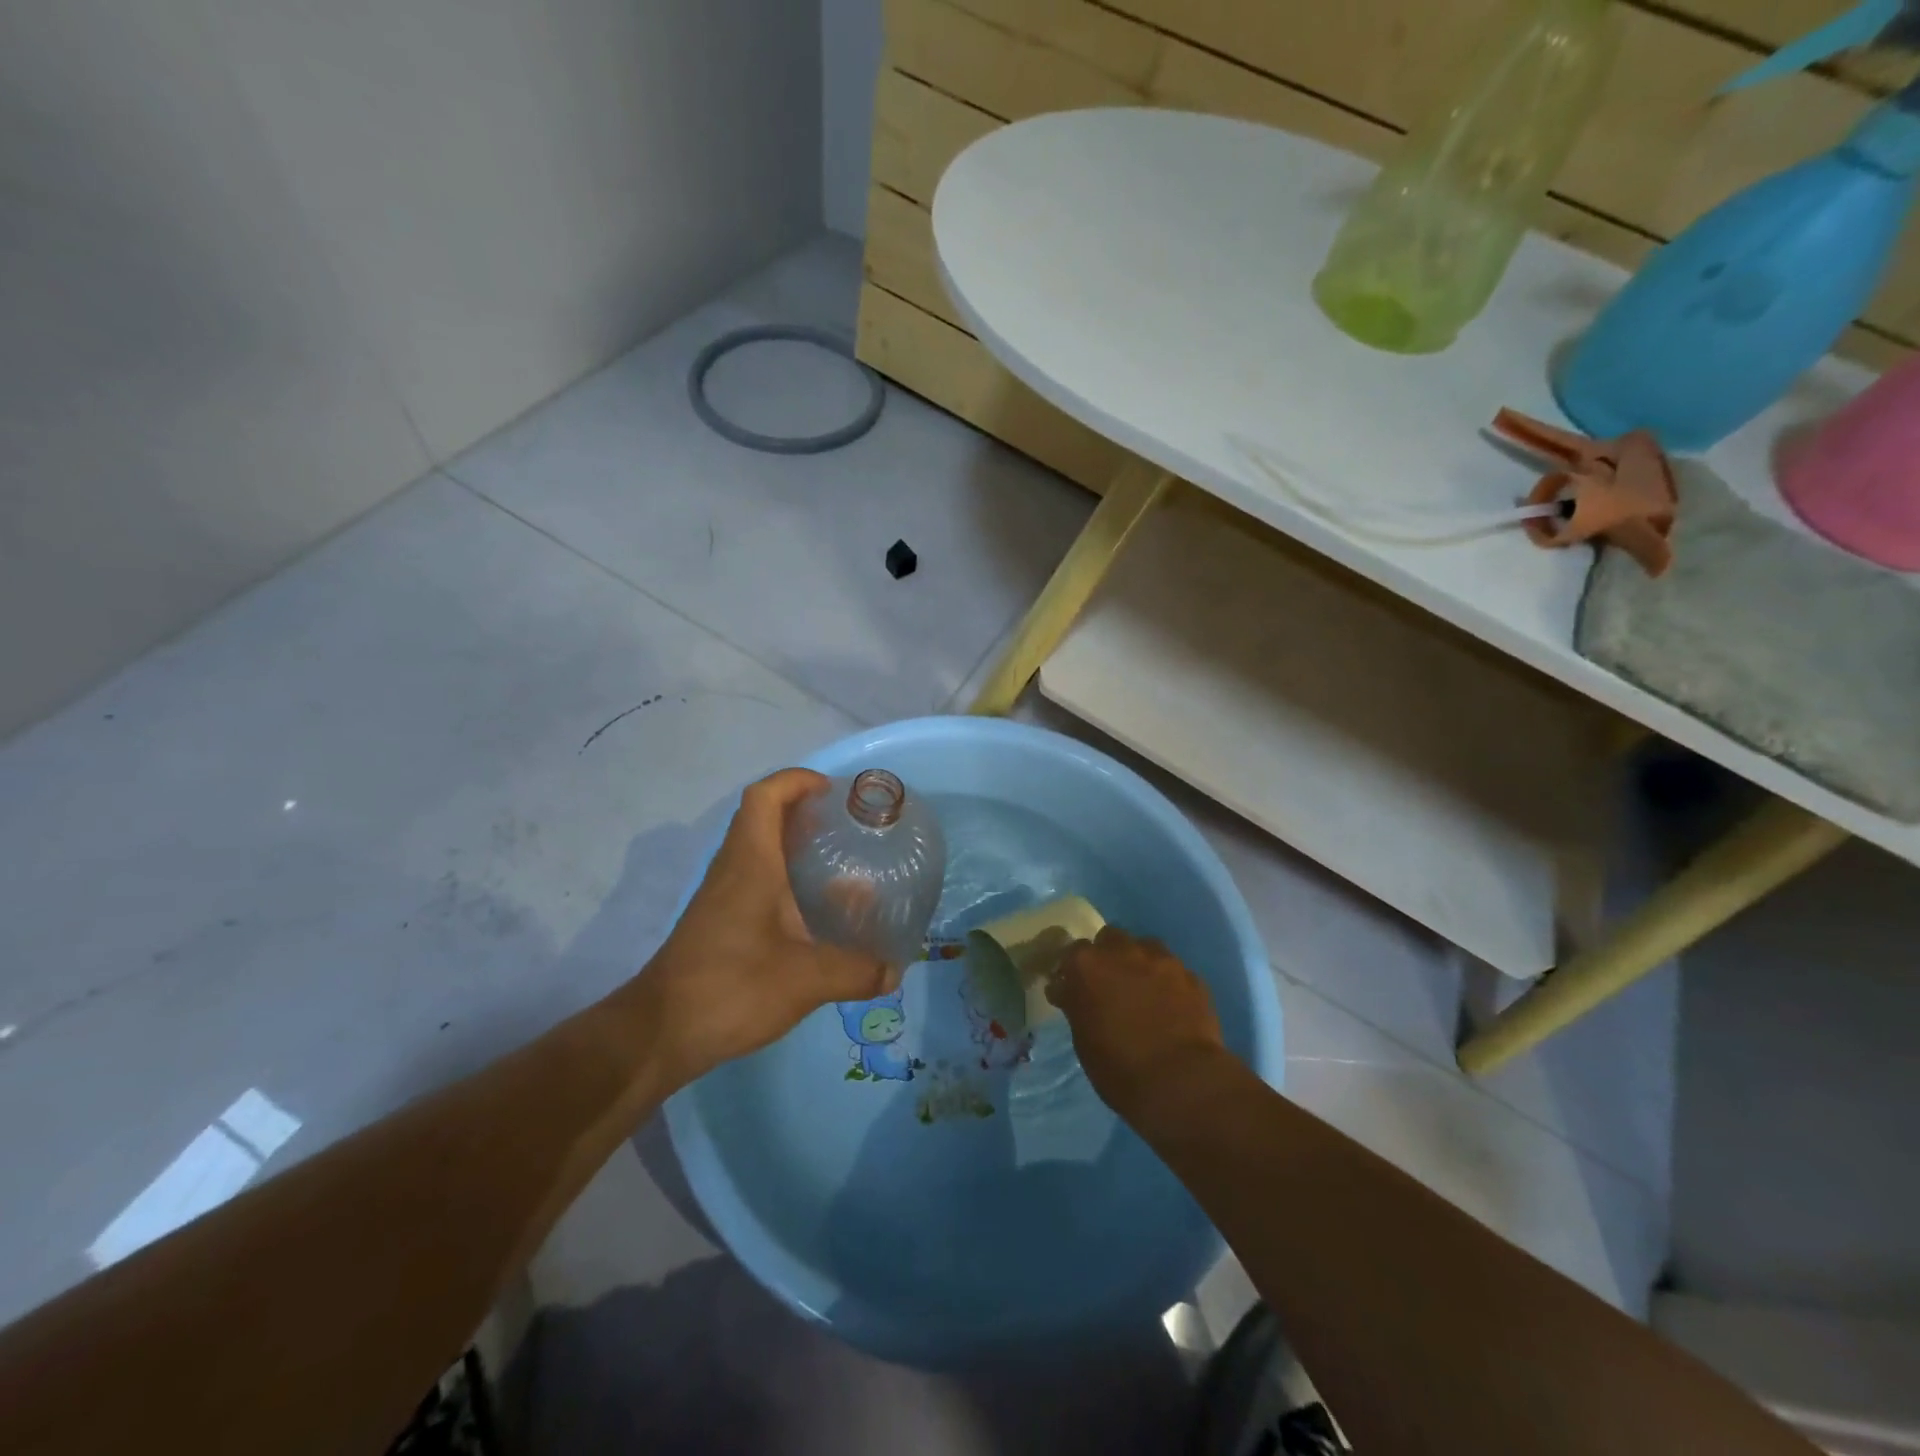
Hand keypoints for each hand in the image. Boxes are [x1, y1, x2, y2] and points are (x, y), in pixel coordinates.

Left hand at [636, 768, 891, 1087]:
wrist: (661, 1033)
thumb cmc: (731, 988)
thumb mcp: (804, 980)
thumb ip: (855, 971)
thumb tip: (895, 971)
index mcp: (751, 863)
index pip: (765, 796)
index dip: (797, 780)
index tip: (833, 792)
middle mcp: (733, 869)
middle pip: (763, 817)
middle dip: (805, 811)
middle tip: (848, 827)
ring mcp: (723, 896)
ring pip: (760, 850)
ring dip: (795, 845)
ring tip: (841, 864)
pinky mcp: (721, 921)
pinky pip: (756, 880)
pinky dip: (786, 879)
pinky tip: (814, 911)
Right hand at [1046, 926, 1228, 1121]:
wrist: (1181, 1081)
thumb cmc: (1119, 1068)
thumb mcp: (1083, 1039)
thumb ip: (1077, 1005)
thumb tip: (1069, 992)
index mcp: (1087, 966)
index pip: (1072, 952)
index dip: (1073, 970)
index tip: (1073, 988)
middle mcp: (1123, 952)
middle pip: (1110, 938)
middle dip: (1108, 956)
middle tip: (1109, 984)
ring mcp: (1161, 960)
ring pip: (1145, 947)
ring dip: (1140, 962)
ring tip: (1143, 990)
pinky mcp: (1191, 976)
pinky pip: (1174, 971)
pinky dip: (1168, 982)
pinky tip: (1171, 1005)